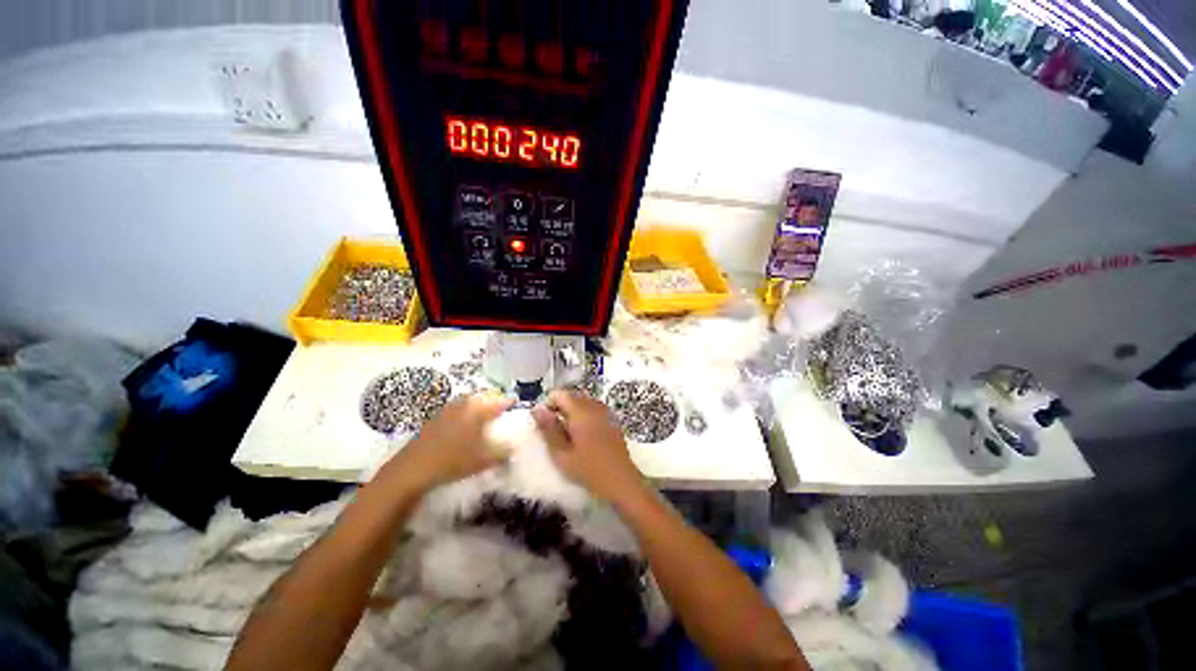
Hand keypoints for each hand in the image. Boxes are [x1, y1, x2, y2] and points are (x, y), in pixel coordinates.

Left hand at [378, 393, 513, 493]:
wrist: (412, 469)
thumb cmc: (453, 461)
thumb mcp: (484, 459)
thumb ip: (503, 452)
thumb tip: (514, 447)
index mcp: (478, 409)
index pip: (500, 400)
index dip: (511, 402)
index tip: (517, 405)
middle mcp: (464, 403)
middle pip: (484, 397)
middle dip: (494, 402)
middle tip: (502, 410)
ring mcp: (447, 409)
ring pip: (469, 402)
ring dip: (479, 406)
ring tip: (485, 416)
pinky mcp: (435, 417)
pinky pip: (457, 409)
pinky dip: (465, 413)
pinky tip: (465, 425)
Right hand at [531, 389, 644, 502]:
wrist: (621, 481)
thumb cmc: (588, 470)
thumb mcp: (561, 453)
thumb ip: (548, 429)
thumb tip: (536, 408)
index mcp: (581, 411)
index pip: (559, 394)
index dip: (548, 405)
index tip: (545, 424)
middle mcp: (594, 405)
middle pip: (572, 396)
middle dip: (560, 409)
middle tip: (555, 433)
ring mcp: (606, 411)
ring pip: (583, 402)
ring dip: (572, 413)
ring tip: (569, 436)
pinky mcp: (613, 419)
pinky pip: (594, 409)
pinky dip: (585, 416)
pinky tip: (585, 437)